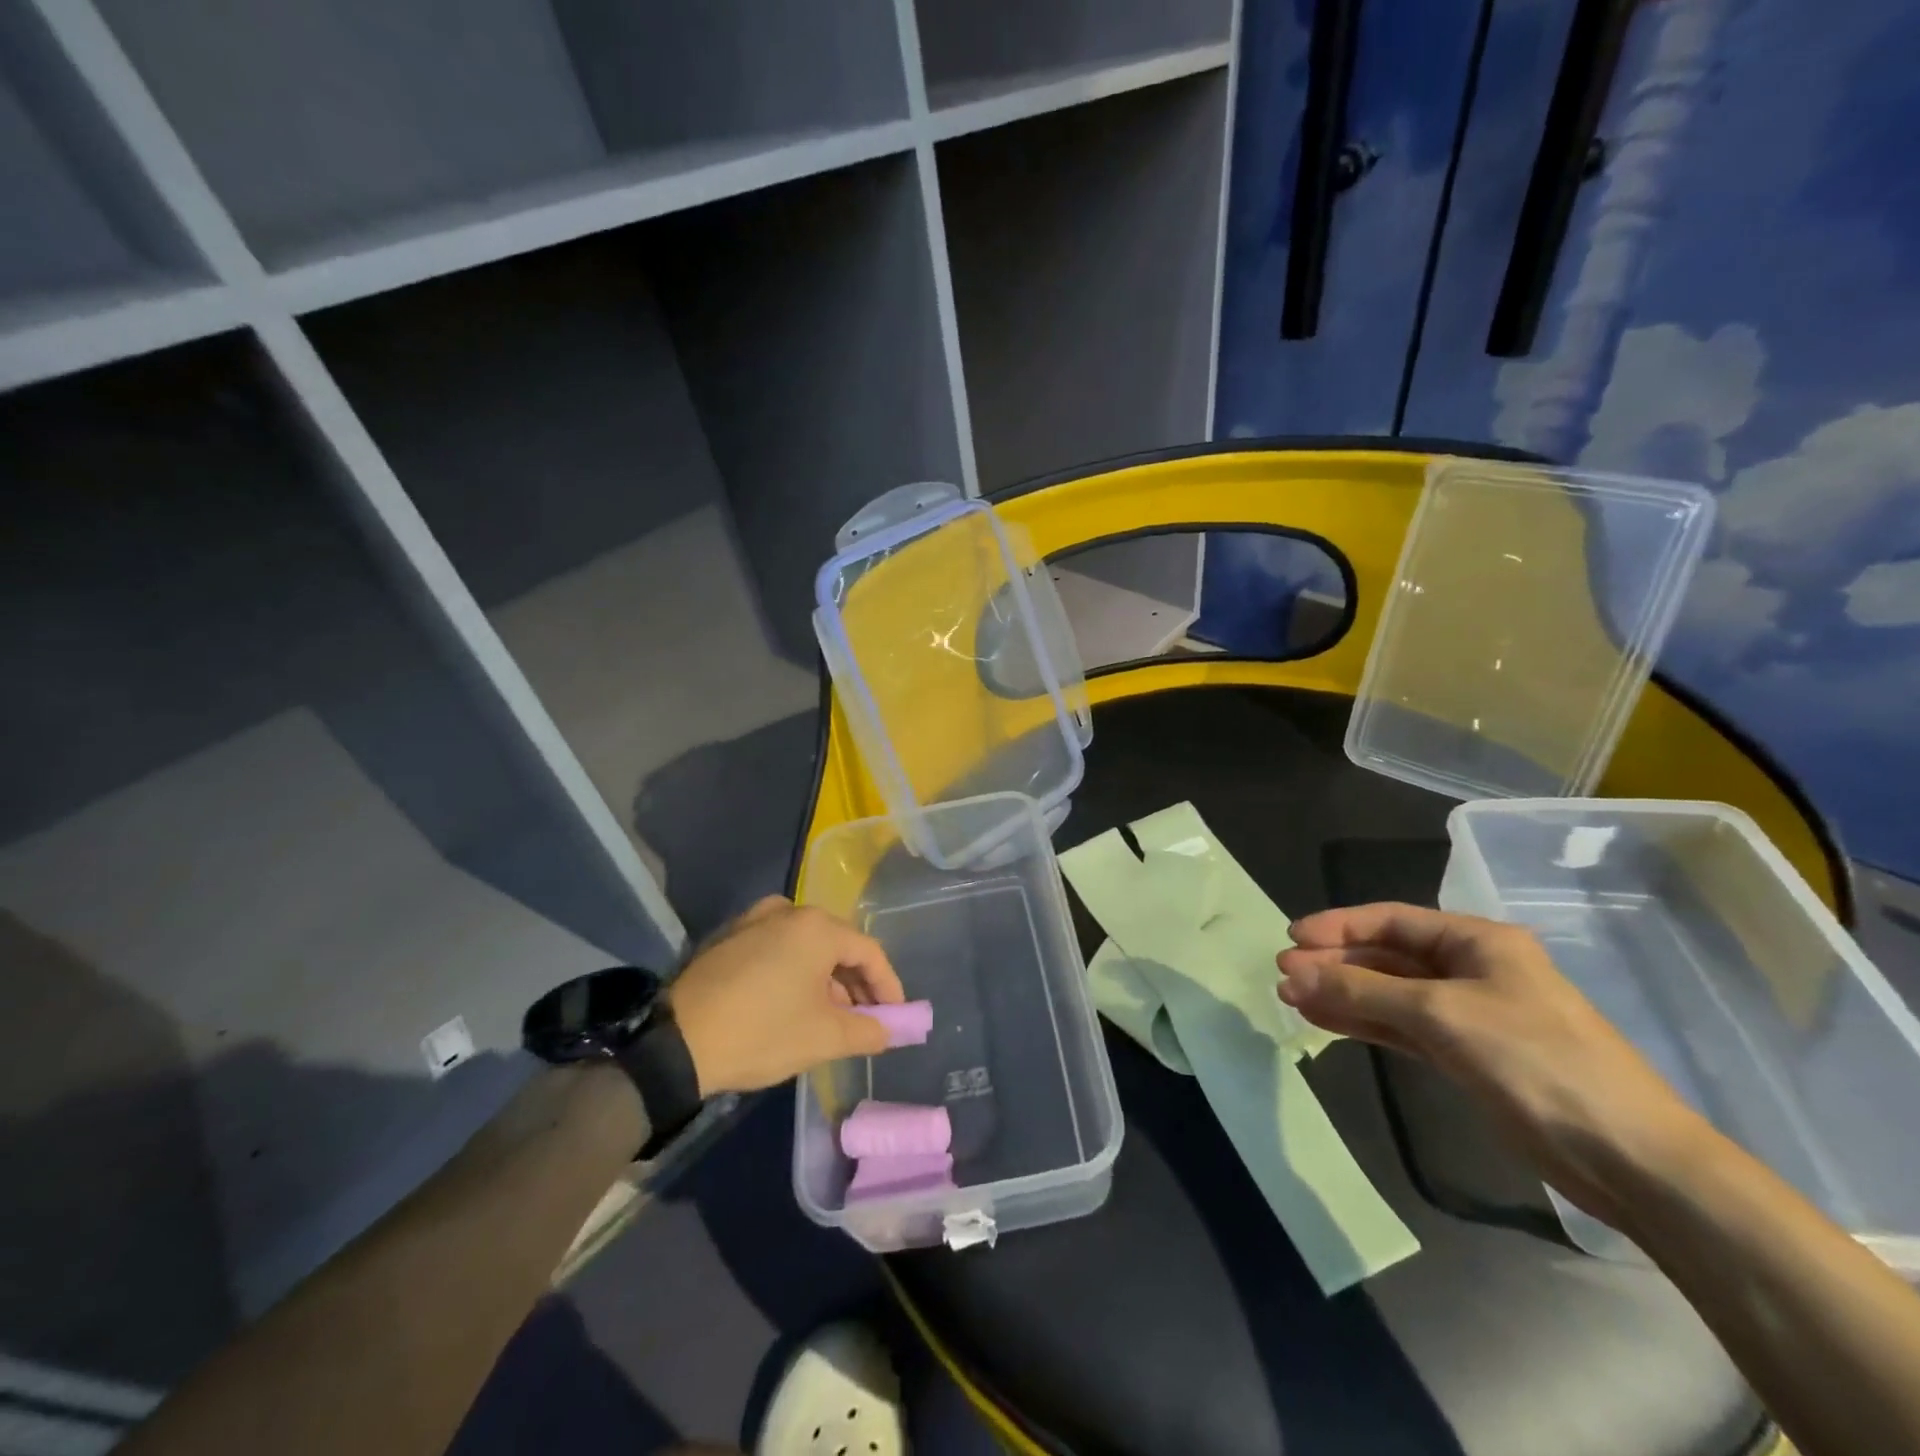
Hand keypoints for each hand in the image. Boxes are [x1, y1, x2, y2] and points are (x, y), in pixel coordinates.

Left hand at [667, 897, 905, 1095]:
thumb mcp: (823, 1038)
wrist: (675, 1043)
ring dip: (826, 979)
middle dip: (856, 983)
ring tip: (830, 1016)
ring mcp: (754, 919)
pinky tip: (793, 1002)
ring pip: (806, 946)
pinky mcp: (730, 936)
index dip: (888, 986)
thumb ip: (868, 1031)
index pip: (869, 952)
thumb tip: (891, 1030)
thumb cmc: (761, 1032)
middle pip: (837, 945)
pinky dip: (795, 971)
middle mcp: (789, 911)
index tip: (895, 1017)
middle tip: (865, 1019)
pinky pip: (777, 948)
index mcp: (817, 927)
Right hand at [1277, 902, 1709, 1223]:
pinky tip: (1327, 1021)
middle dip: (1335, 963)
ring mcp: (1470, 1014)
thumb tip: (1292, 971)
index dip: (1338, 924)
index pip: (1392, 920)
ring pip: (1391, 994)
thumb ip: (1362, 990)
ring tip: (1291, 998)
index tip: (1291, 938)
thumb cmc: (1537, 1063)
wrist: (1630, 1160)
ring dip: (1343, 994)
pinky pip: (1403, 1027)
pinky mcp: (1469, 1055)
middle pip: (1387, 956)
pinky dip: (1365, 1022)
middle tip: (1283, 975)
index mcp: (1478, 942)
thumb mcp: (1441, 1015)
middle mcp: (1473, 969)